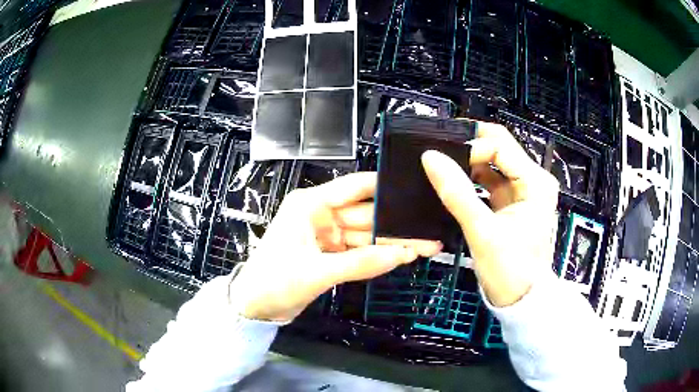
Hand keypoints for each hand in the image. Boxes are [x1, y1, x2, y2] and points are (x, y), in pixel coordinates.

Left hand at [229, 172, 441, 321]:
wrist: (255, 307)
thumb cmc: (274, 282)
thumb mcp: (316, 272)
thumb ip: (360, 263)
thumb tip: (403, 254)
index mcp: (310, 205)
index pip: (354, 187)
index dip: (384, 188)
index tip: (415, 190)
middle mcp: (320, 214)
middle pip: (365, 215)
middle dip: (395, 224)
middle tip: (429, 230)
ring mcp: (326, 234)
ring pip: (366, 235)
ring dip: (392, 242)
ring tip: (425, 245)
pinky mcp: (330, 253)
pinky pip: (359, 250)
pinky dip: (378, 255)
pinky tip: (403, 255)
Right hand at [422, 122, 559, 306]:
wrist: (521, 301)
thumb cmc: (509, 269)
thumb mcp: (482, 232)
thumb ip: (457, 193)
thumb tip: (431, 159)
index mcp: (535, 182)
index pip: (501, 146)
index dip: (472, 148)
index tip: (444, 161)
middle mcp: (533, 180)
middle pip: (500, 149)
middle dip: (471, 148)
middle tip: (441, 153)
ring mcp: (523, 191)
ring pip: (493, 164)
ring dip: (469, 164)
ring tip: (444, 167)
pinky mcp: (512, 203)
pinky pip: (490, 182)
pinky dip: (473, 180)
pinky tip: (455, 183)